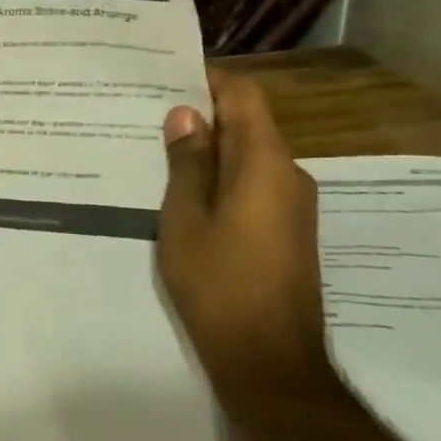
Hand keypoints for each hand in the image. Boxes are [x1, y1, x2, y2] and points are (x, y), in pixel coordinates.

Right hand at [157, 68, 331, 413]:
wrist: (270, 365)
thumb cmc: (220, 286)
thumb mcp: (186, 220)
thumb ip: (187, 164)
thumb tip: (186, 115)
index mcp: (266, 164)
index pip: (244, 96)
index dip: (209, 79)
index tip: (165, 76)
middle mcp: (289, 176)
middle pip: (248, 125)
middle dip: (202, 115)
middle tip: (148, 114)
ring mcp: (292, 207)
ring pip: (248, 158)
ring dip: (209, 150)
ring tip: (157, 151)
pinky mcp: (287, 233)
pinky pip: (253, 187)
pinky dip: (220, 179)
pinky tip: (183, 193)